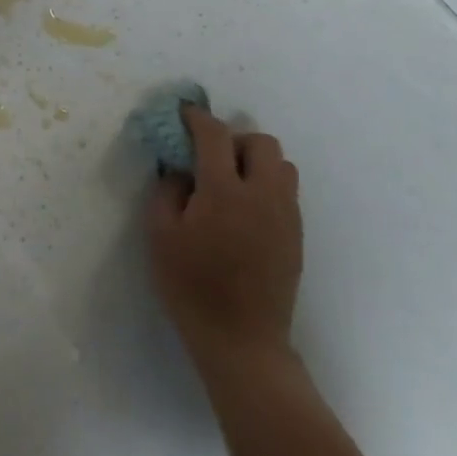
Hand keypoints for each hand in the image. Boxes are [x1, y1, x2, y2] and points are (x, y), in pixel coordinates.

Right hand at [148, 107, 301, 380]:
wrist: (242, 341)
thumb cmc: (191, 287)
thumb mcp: (160, 235)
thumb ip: (167, 190)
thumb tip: (179, 169)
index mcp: (224, 192)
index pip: (215, 136)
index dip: (197, 118)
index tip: (183, 114)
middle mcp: (263, 195)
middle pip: (261, 142)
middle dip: (233, 138)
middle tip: (208, 157)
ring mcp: (286, 216)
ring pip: (281, 165)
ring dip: (255, 161)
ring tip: (229, 182)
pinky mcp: (296, 236)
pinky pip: (286, 191)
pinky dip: (266, 184)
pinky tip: (243, 210)